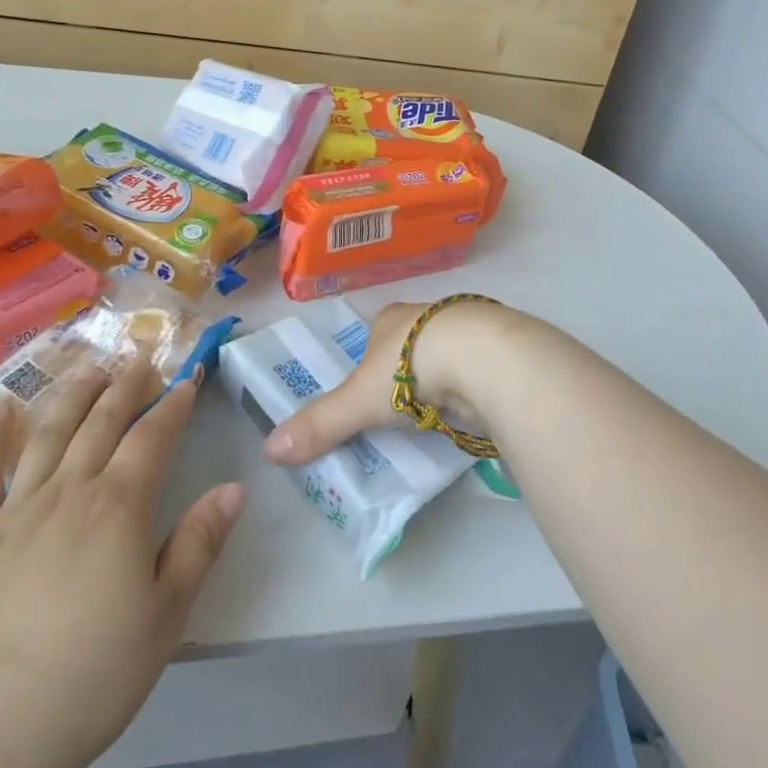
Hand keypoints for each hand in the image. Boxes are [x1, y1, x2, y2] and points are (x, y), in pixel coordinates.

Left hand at [0, 353, 245, 767]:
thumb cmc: (95, 674)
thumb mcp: (168, 613)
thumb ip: (199, 542)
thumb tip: (233, 488)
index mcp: (119, 507)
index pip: (152, 437)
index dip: (173, 403)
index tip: (188, 376)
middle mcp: (68, 492)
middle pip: (101, 422)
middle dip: (126, 384)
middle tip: (140, 353)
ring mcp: (15, 510)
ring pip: (48, 434)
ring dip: (71, 394)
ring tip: (89, 366)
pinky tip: (0, 409)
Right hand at [261, 299, 502, 467]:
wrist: (483, 358)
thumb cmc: (410, 367)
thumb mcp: (358, 401)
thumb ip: (321, 424)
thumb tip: (269, 450)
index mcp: (390, 319)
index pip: (374, 337)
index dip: (368, 362)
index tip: (368, 392)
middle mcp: (427, 316)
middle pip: (410, 347)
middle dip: (406, 373)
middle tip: (401, 410)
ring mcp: (466, 331)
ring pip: (446, 357)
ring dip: (441, 381)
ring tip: (435, 415)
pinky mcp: (497, 351)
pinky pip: (476, 372)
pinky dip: (471, 389)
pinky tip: (470, 409)